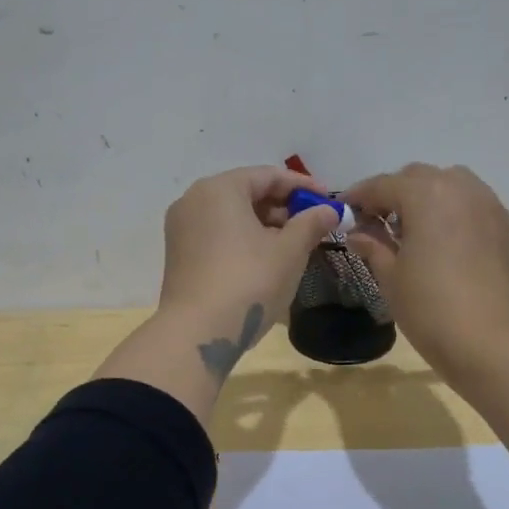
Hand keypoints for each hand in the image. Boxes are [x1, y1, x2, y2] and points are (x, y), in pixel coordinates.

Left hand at [157, 166, 339, 366]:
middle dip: (283, 207)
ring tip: (295, 244)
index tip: (330, 200)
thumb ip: (311, 224)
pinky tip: (266, 259)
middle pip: (247, 193)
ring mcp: (181, 228)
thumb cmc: (248, 282)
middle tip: (314, 224)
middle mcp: (194, 200)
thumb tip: (329, 210)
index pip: (268, 176)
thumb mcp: (289, 251)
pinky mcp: (178, 254)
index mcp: (219, 189)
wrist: (197, 333)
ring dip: (265, 225)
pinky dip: (243, 239)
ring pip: (231, 215)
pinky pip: (217, 234)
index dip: (303, 186)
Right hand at [343, 163, 508, 379]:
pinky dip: (455, 215)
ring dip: (429, 199)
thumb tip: (358, 233)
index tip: (345, 211)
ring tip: (416, 232)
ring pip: (453, 186)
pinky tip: (447, 247)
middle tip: (378, 223)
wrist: (496, 346)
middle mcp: (462, 189)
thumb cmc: (432, 311)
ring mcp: (492, 207)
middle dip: (395, 194)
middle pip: (420, 178)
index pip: (383, 185)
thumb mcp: (391, 279)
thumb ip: (373, 247)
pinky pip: (475, 208)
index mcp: (426, 195)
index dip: (359, 196)